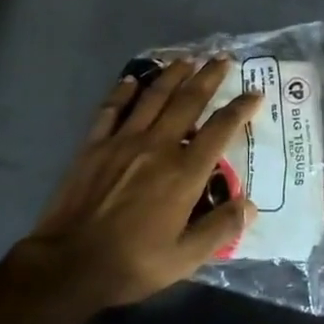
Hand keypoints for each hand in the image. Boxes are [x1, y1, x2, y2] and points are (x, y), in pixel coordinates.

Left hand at [19, 57, 261, 308]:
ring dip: (172, 75)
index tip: (254, 93)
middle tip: (222, 58)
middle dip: (208, 77)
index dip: (240, 109)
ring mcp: (122, 142)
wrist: (69, 264)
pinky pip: (112, 109)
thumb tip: (250, 205)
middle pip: (187, 102)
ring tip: (186, 60)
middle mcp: (157, 147)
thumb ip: (220, 229)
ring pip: (153, 98)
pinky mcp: (93, 145)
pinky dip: (123, 91)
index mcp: (183, 174)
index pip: (220, 130)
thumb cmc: (132, 264)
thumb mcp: (185, 259)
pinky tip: (132, 80)